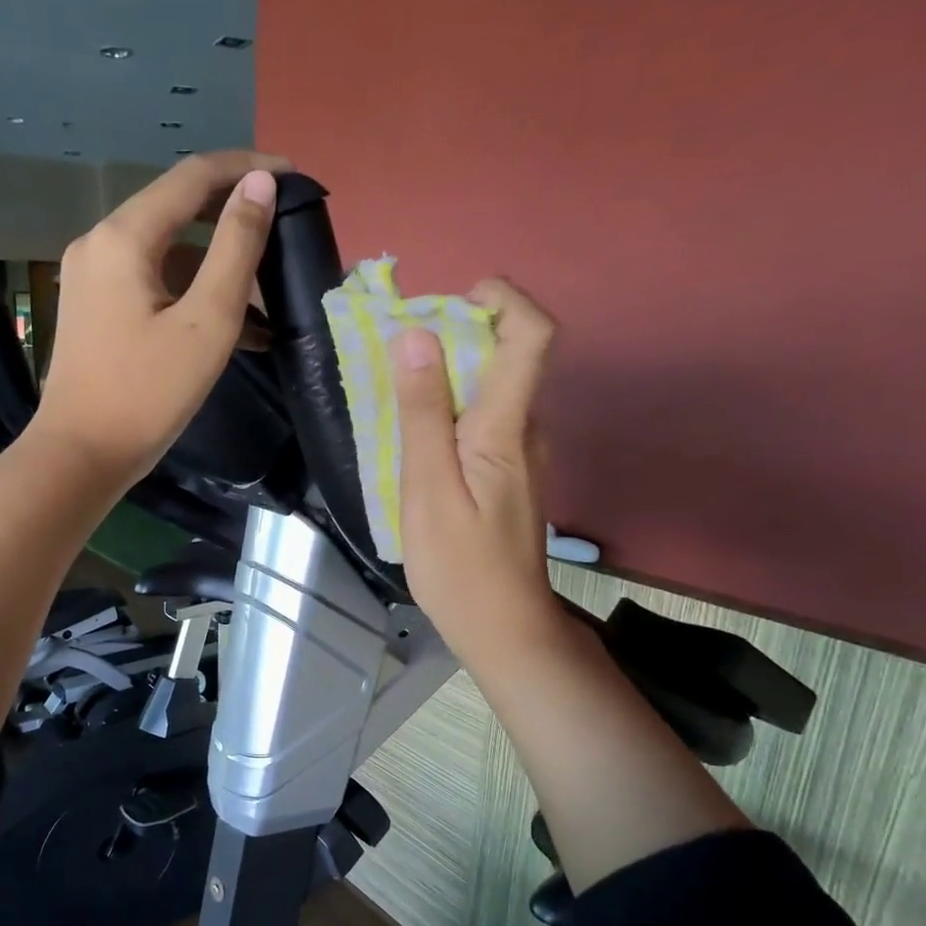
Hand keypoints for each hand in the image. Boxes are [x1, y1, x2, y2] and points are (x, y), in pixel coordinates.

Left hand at [31, 150, 290, 487]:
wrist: (81, 456)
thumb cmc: (147, 394)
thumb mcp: (206, 322)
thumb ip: (236, 248)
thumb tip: (259, 185)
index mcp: (124, 237)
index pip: (192, 177)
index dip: (247, 169)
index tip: (293, 177)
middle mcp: (99, 243)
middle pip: (176, 209)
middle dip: (232, 218)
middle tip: (282, 232)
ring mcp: (91, 277)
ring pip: (165, 252)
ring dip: (215, 267)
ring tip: (266, 299)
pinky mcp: (93, 308)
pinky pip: (150, 283)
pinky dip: (188, 294)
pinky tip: (228, 325)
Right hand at [393, 279, 563, 671]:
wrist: (502, 627)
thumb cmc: (459, 565)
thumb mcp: (428, 488)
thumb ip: (423, 414)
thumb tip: (417, 336)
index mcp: (506, 427)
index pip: (531, 335)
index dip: (502, 298)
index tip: (451, 299)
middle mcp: (525, 430)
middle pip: (508, 356)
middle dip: (456, 335)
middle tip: (397, 353)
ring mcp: (520, 455)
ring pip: (491, 391)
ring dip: (447, 375)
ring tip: (394, 394)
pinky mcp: (508, 476)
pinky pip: (483, 422)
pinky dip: (450, 411)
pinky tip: (415, 440)